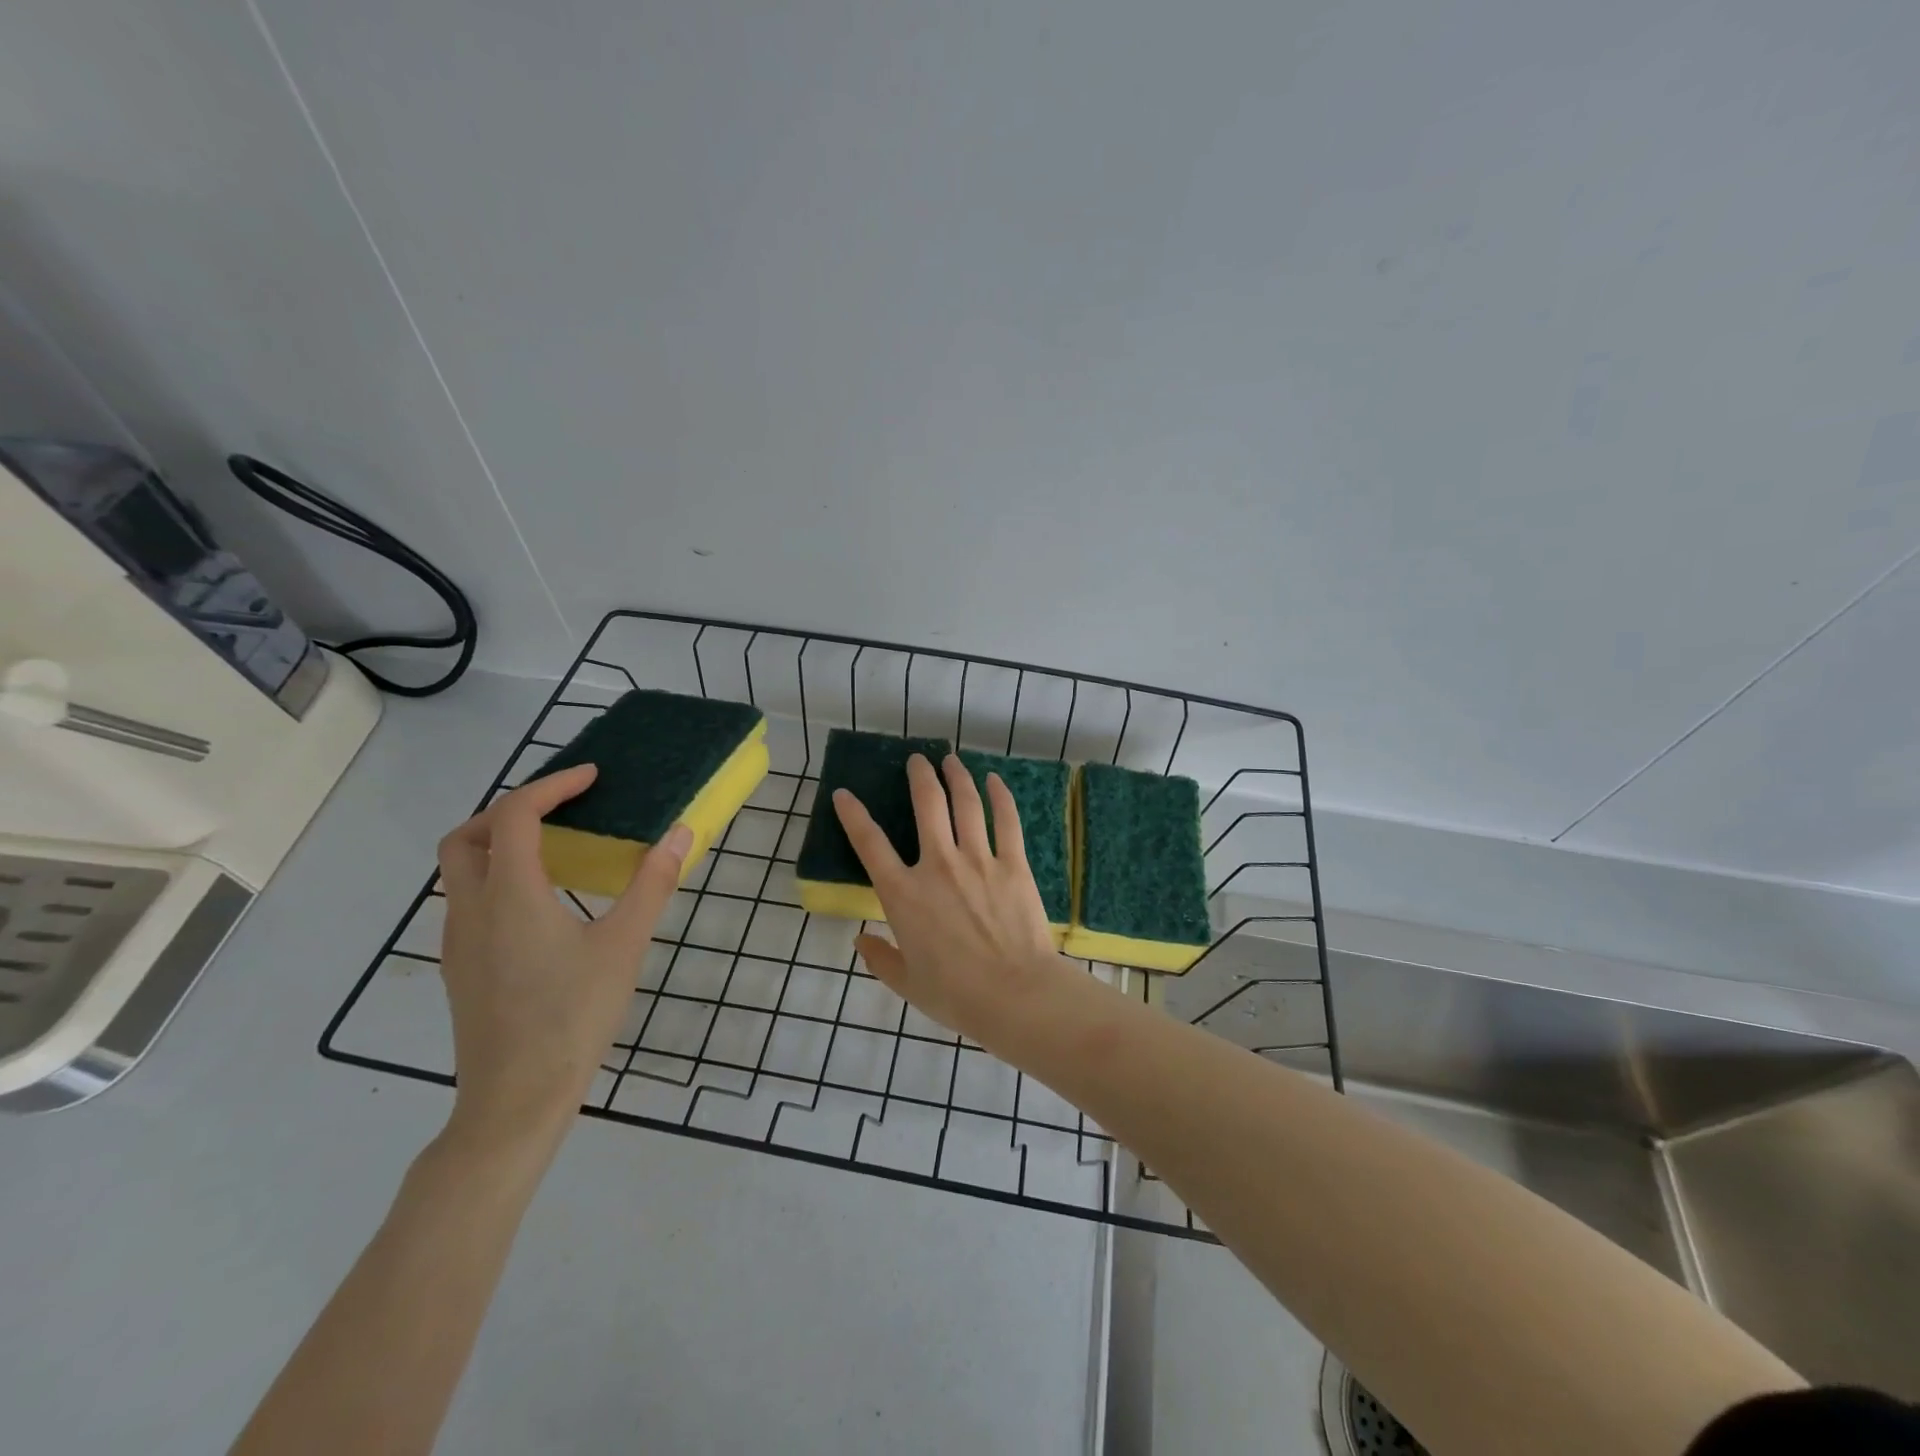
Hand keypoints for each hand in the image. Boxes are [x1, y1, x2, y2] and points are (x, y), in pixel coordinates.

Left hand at [434, 765, 689, 1153]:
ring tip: (555, 847)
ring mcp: (459, 940)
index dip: (552, 785)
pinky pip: (468, 900)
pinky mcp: (461, 967)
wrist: (515, 1100)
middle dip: (511, 809)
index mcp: (510, 895)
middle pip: (468, 836)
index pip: (516, 815)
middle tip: (561, 808)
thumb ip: (652, 884)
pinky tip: (541, 903)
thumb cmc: (573, 1016)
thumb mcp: (624, 945)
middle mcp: (472, 909)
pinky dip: (498, 877)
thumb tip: (680, 834)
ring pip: (461, 870)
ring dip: (500, 843)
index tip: (591, 777)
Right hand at [832, 753, 1085, 1052]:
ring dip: (957, 777)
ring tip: (951, 760)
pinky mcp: (1013, 864)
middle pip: (927, 805)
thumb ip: (880, 958)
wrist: (1014, 995)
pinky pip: (1006, 821)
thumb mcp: (906, 983)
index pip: (870, 844)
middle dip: (919, 776)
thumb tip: (860, 940)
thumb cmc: (955, 995)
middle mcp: (938, 866)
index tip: (844, 794)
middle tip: (917, 761)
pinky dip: (1000, 796)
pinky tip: (995, 781)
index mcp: (904, 894)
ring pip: (965, 804)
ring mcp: (978, 860)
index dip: (853, 814)